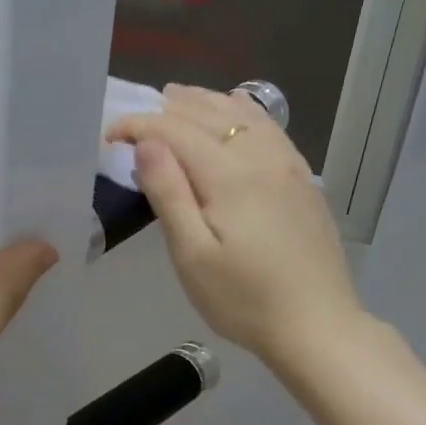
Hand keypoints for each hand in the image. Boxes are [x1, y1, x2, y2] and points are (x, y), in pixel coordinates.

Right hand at [106, 84, 362, 367]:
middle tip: (136, 117)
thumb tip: (146, 144)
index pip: (174, 131)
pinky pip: (268, 127)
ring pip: (242, 114)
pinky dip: (242, 112)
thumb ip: (169, 194)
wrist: (316, 325)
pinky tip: (235, 114)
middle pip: (209, 115)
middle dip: (167, 109)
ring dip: (205, 103)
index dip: (138, 126)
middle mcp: (262, 157)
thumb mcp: (192, 255)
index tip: (109, 136)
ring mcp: (289, 166)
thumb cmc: (243, 299)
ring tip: (177, 98)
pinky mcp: (303, 180)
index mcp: (230, 175)